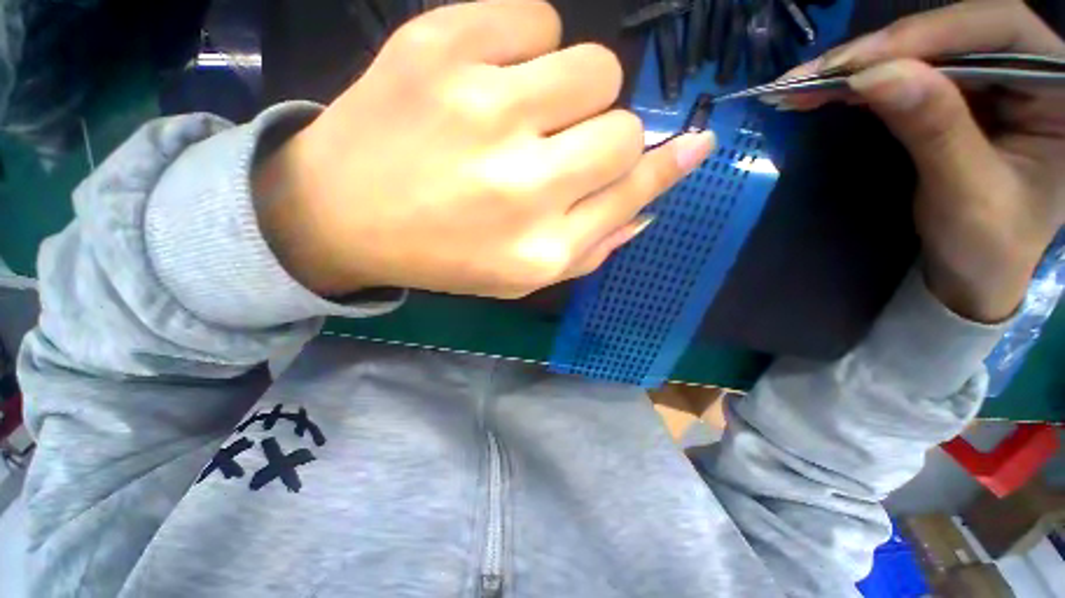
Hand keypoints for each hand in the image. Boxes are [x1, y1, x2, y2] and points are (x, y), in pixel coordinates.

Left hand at [254, 0, 712, 299]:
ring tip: (527, 114)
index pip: (631, 192)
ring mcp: (483, 110)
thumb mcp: (520, 275)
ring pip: (592, 67)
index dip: (667, 167)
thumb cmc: (442, 255)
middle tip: (562, 148)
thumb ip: (590, 246)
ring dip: (574, 92)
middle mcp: (524, 186)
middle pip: (622, 129)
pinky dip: (528, 47)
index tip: (696, 145)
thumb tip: (647, 204)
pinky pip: (534, 19)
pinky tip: (490, 82)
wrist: (343, 215)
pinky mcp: (441, 47)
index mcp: (540, 249)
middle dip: (607, 137)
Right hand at [779, 0, 1064, 321]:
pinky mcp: (961, 93)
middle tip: (817, 74)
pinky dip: (865, 80)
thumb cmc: (991, 246)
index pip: (998, 29)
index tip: (859, 65)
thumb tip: (876, 76)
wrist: (981, 270)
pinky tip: (828, 90)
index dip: (929, 34)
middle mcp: (1031, 69)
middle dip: (883, 49)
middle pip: (954, 30)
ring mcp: (994, 78)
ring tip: (805, 85)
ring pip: (924, 47)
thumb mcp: (968, 193)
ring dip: (863, 64)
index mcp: (1059, 90)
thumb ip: (934, 129)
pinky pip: (909, 72)